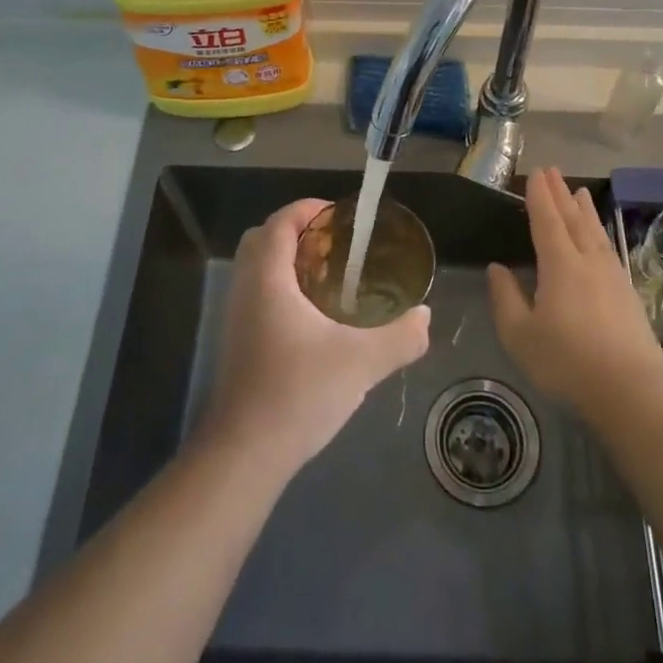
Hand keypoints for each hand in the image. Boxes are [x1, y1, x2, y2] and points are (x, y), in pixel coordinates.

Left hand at [204, 198, 430, 477]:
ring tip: (332, 277)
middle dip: (298, 231)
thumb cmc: (298, 393)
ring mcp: (237, 317)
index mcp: (268, 279)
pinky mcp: (239, 342)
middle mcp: (246, 289)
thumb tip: (425, 317)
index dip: (308, 209)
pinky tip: (316, 318)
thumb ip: (400, 336)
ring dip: (289, 261)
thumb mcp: (361, 362)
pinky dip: (283, 288)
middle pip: (263, 239)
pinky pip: (258, 294)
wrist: (245, 454)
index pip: (280, 222)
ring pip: (258, 269)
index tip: (341, 216)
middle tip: (336, 245)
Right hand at [488, 168, 662, 416]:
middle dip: (560, 194)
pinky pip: (608, 248)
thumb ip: (506, 298)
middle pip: (573, 219)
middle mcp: (588, 261)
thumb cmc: (566, 361)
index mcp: (560, 265)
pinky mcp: (628, 292)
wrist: (630, 389)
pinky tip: (599, 237)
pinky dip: (599, 232)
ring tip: (579, 191)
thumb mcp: (520, 335)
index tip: (536, 174)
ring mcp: (612, 275)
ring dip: (584, 209)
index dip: (540, 197)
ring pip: (594, 231)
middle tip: (552, 171)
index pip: (547, 220)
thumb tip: (497, 268)